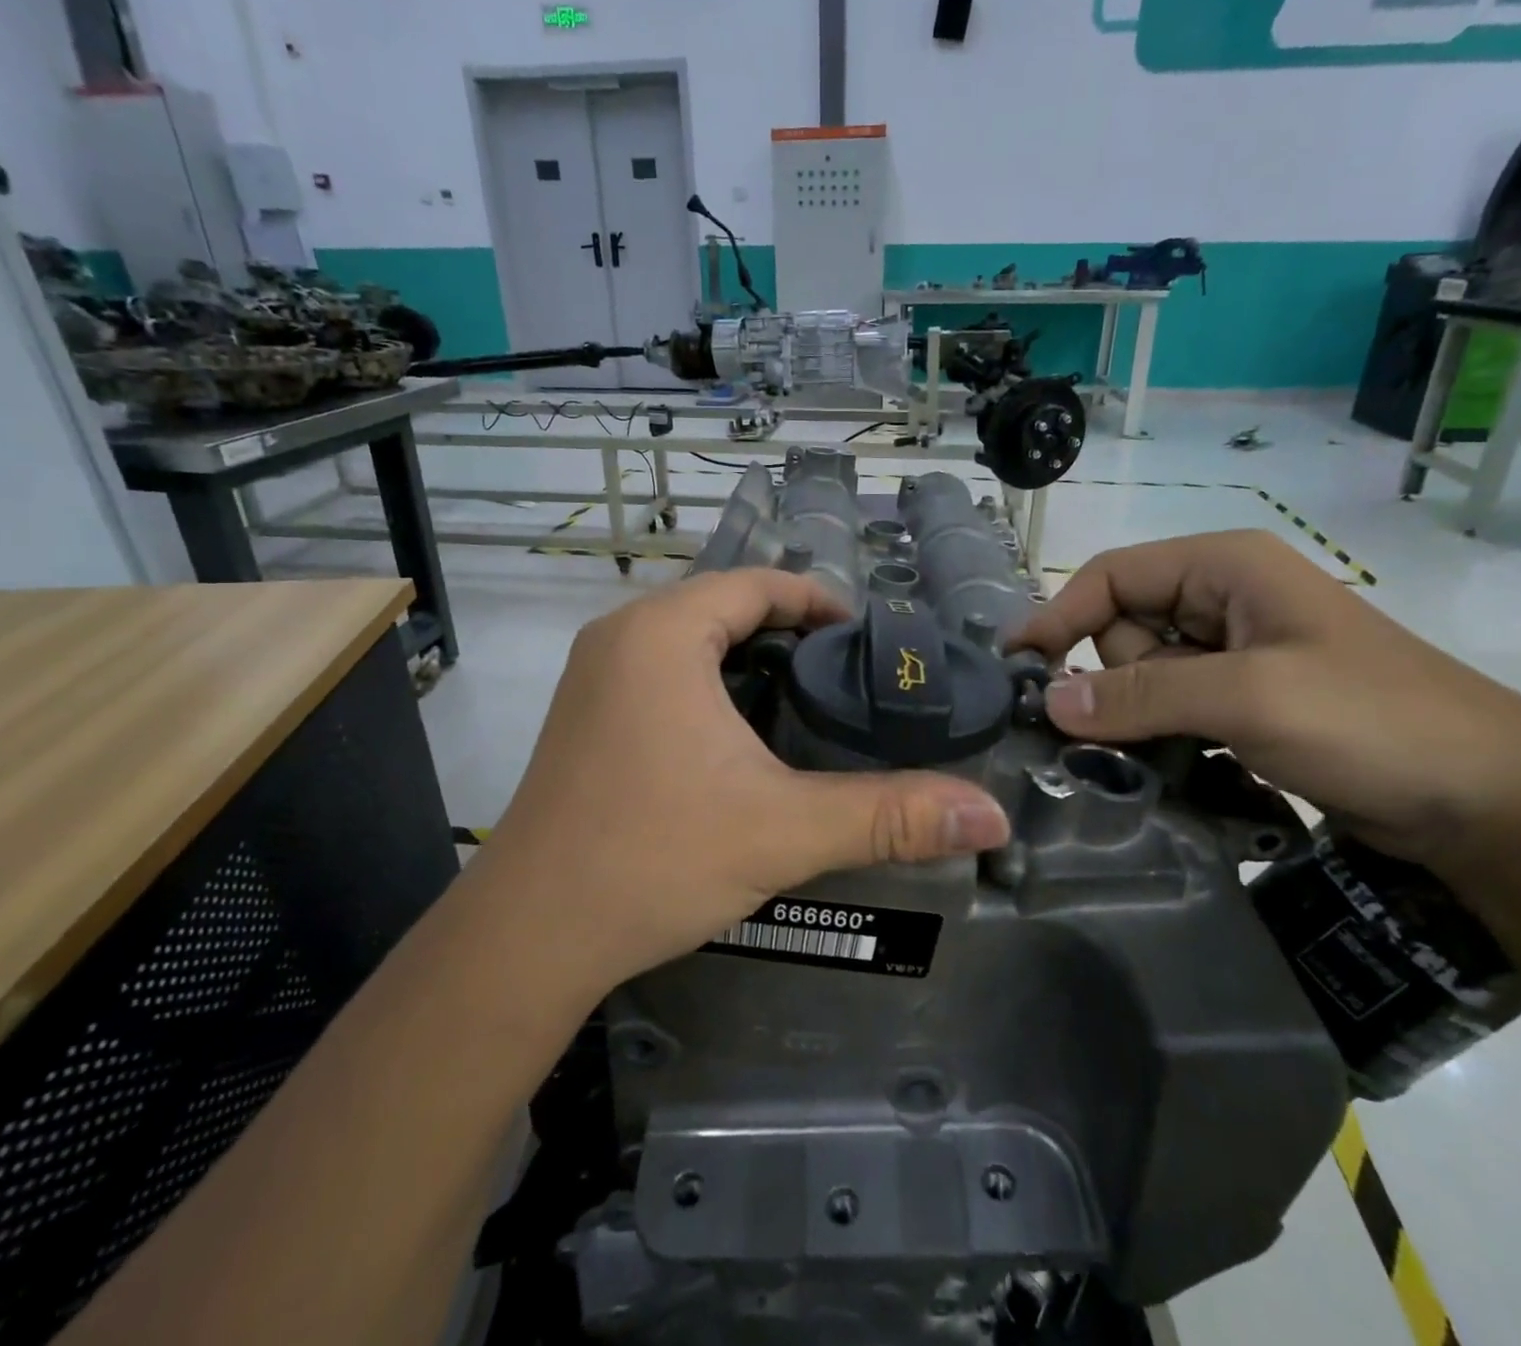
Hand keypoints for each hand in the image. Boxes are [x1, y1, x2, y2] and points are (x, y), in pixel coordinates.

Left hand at [480, 570, 1010, 995]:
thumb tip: (991, 815)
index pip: (756, 584)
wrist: (529, 936)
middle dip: (790, 631)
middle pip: (724, 606)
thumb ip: (890, 816)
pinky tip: (745, 734)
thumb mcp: (782, 830)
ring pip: (691, 640)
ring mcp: (595, 677)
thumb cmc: (653, 859)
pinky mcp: (586, 716)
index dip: (819, 601)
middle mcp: (620, 637)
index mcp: (662, 634)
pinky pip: (663, 672)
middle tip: (850, 674)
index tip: (869, 638)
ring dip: (749, 657)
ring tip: (810, 698)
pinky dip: (712, 683)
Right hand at [1013, 530, 1520, 879]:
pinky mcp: (1241, 702)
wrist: (1491, 802)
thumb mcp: (1248, 697)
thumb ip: (1140, 694)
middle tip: (1130, 728)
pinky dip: (1158, 734)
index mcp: (1225, 567)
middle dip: (1111, 678)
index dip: (1059, 616)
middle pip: (1121, 628)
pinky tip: (1177, 764)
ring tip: (1171, 753)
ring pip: (1140, 675)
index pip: (1111, 576)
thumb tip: (1048, 703)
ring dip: (1135, 715)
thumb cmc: (1371, 721)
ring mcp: (1233, 655)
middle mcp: (1222, 600)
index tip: (1017, 667)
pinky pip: (1169, 708)